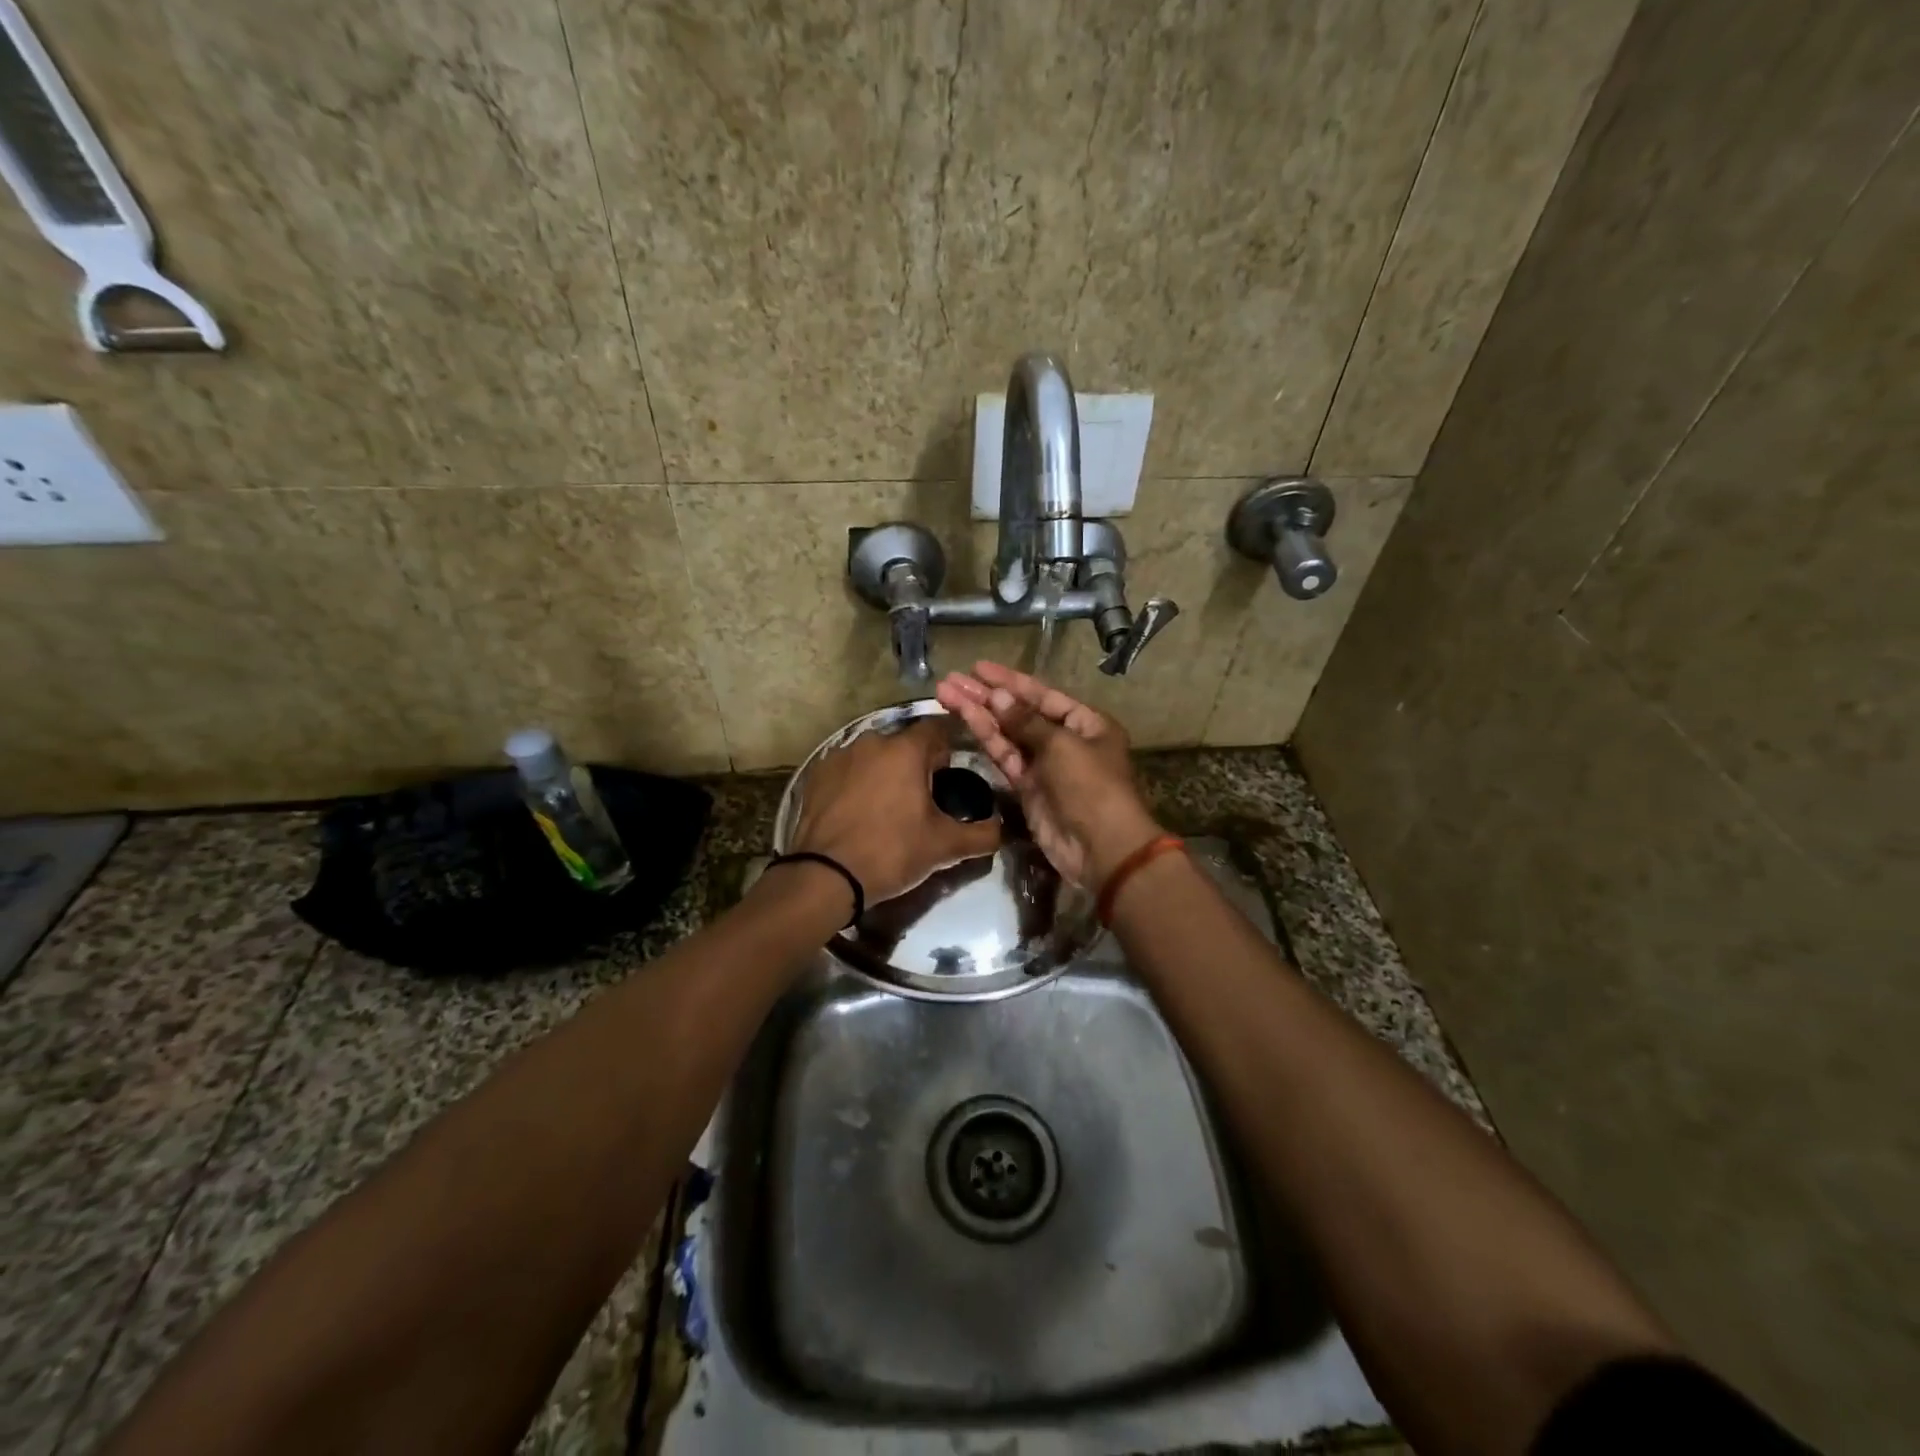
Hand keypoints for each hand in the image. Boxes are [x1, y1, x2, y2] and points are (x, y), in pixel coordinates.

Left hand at [789, 716, 1001, 908]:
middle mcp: (871, 742)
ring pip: (873, 756)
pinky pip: (846, 770)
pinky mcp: (815, 774)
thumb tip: (1001, 829)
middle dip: (915, 763)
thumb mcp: (944, 847)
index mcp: (906, 750)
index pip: (937, 729)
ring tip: (887, 806)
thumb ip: (981, 834)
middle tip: (922, 798)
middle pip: (903, 743)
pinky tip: (857, 811)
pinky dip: (856, 783)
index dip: (947, 748)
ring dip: (884, 771)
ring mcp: (838, 755)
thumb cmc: (891, 852)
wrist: (824, 876)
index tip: (950, 774)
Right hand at [936, 662, 1162, 887]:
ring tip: (946, 694)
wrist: (1100, 848)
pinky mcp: (1028, 788)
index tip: (978, 668)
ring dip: (978, 714)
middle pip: (1020, 712)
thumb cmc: (1090, 786)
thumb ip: (1026, 721)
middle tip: (951, 680)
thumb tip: (997, 697)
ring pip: (1007, 734)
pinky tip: (965, 719)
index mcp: (1086, 723)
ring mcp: (1045, 765)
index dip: (1010, 681)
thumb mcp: (1062, 745)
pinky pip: (1005, 757)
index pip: (1042, 695)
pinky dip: (986, 739)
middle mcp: (1065, 740)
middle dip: (986, 696)